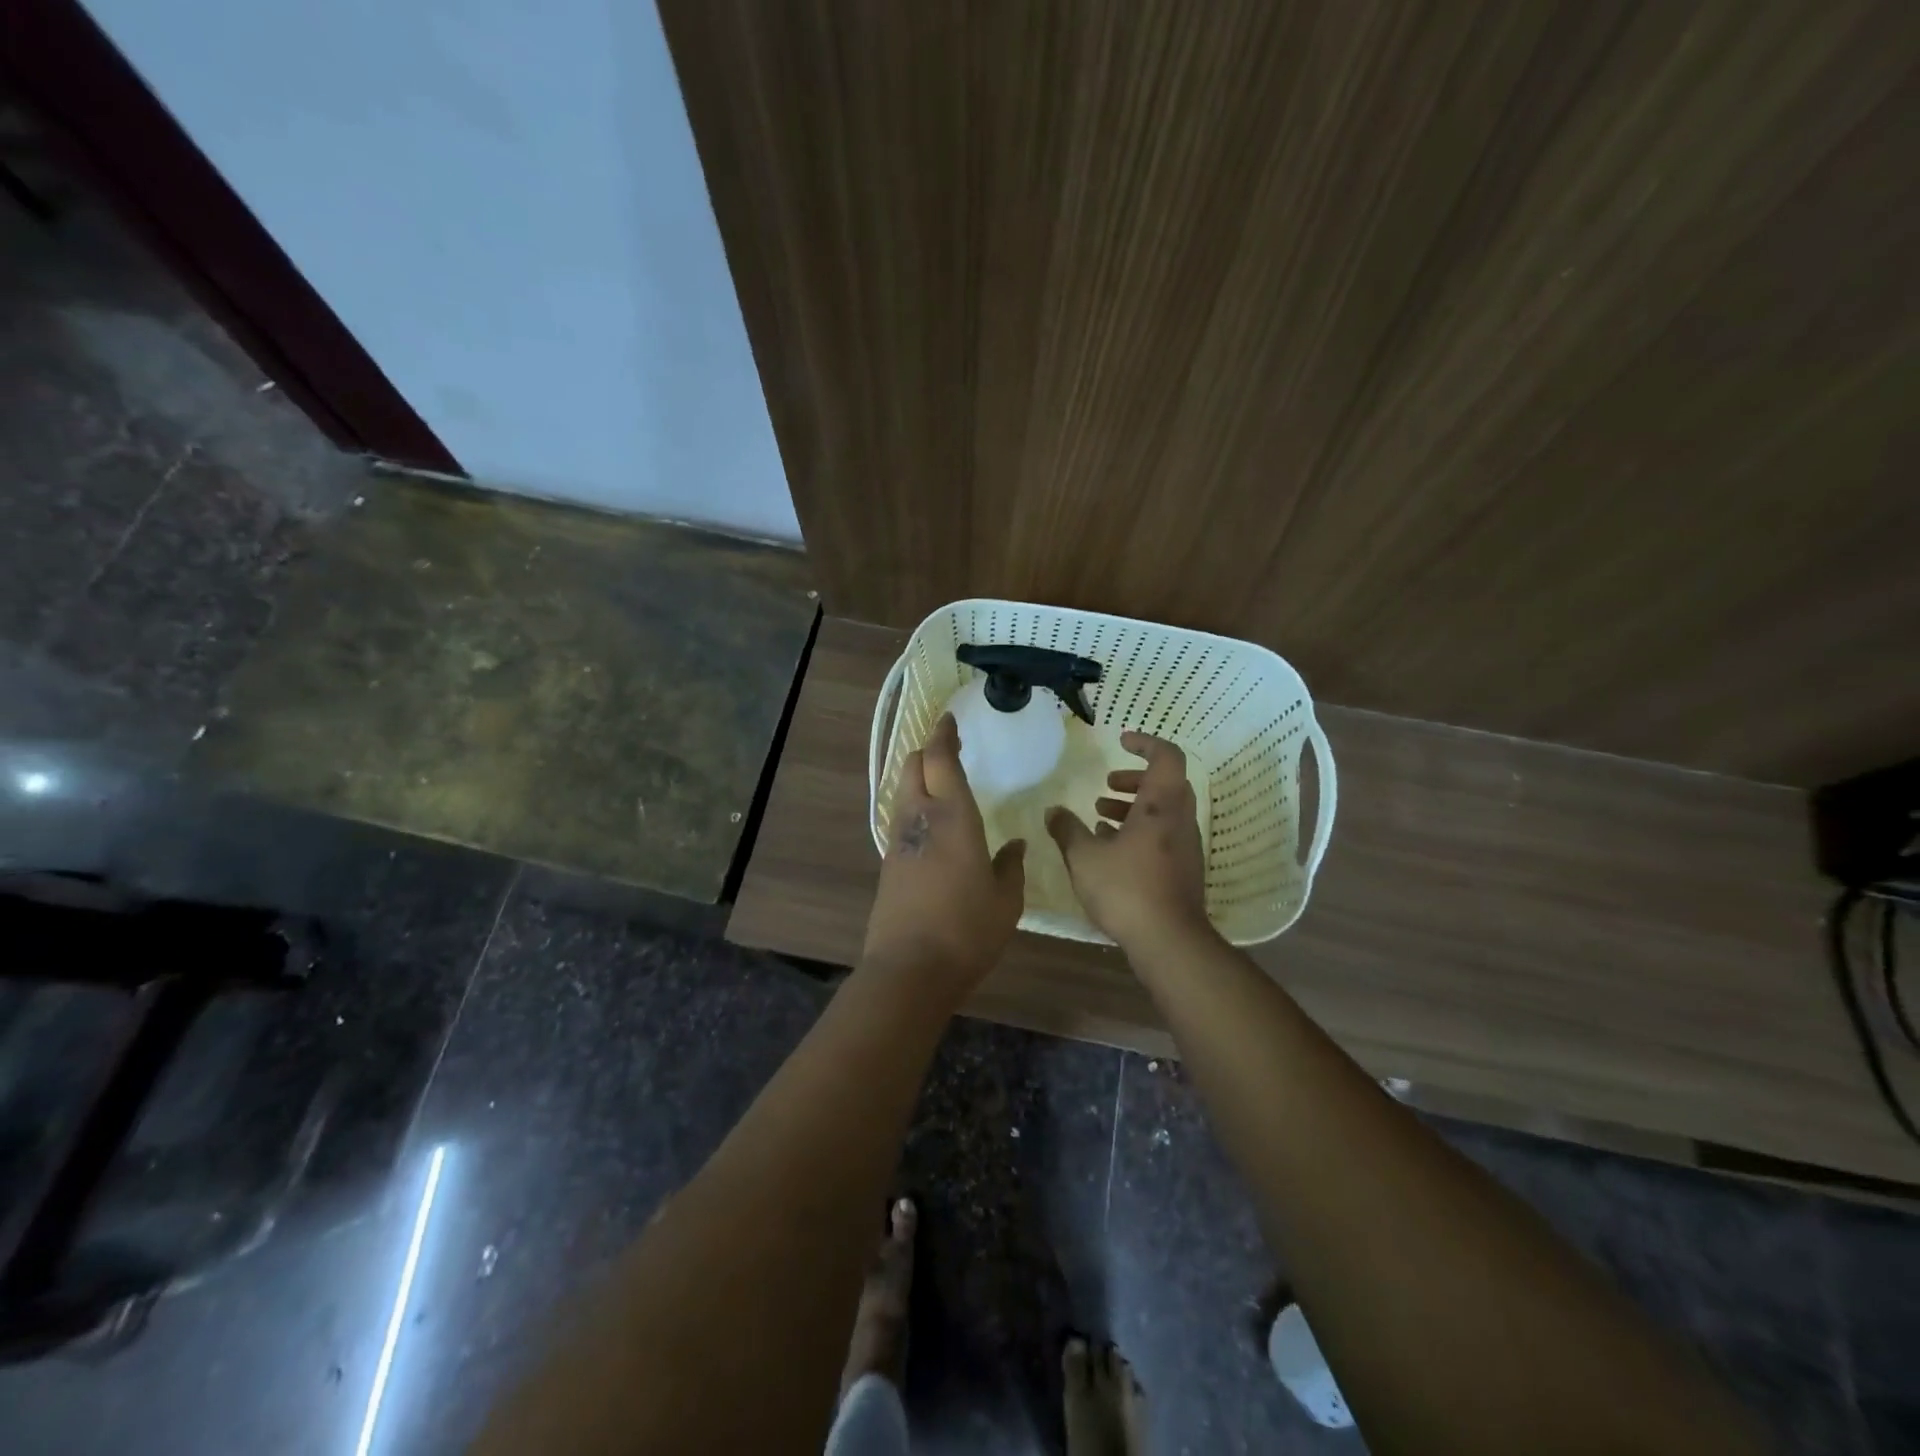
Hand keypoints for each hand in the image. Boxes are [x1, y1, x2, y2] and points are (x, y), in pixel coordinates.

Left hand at [862, 712, 1026, 1005]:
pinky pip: (900, 818)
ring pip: (902, 791)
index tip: (949, 719)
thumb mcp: (1006, 900)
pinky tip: (930, 822)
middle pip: (914, 767)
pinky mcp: (888, 863)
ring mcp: (899, 840)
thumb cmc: (967, 930)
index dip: (944, 735)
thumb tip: (1014, 845)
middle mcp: (920, 819)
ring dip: (918, 776)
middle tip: (947, 747)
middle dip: (927, 750)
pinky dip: (913, 805)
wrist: (910, 968)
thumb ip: (1011, 866)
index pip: (942, 760)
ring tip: (939, 780)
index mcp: (953, 818)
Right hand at [1046, 730, 1211, 952]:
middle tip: (1107, 783)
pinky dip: (1140, 830)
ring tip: (1100, 817)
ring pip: (1164, 810)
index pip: (1166, 756)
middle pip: (1165, 783)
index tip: (1121, 740)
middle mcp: (1179, 819)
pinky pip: (1163, 834)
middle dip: (1135, 778)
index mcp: (1160, 805)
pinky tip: (1111, 849)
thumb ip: (1067, 830)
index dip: (1145, 743)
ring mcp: (1185, 845)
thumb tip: (1052, 811)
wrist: (1169, 941)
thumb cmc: (1126, 889)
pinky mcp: (1183, 869)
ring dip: (1134, 806)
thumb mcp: (1084, 857)